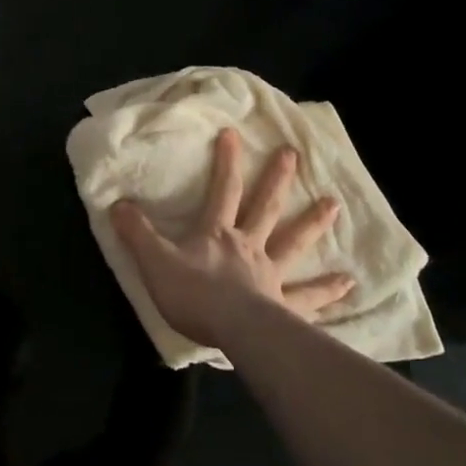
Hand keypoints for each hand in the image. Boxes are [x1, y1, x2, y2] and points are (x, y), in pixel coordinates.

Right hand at [109, 129, 353, 348]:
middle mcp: (248, 247)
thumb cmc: (194, 294)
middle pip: (265, 207)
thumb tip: (117, 204)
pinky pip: (309, 298)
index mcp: (217, 234)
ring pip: (294, 243)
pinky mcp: (285, 307)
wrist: (235, 332)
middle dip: (277, 179)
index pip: (223, 190)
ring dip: (313, 224)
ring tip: (334, 205)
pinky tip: (349, 284)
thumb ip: (137, 233)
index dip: (227, 161)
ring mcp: (270, 275)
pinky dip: (328, 291)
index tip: (234, 133)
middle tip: (293, 154)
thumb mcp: (155, 261)